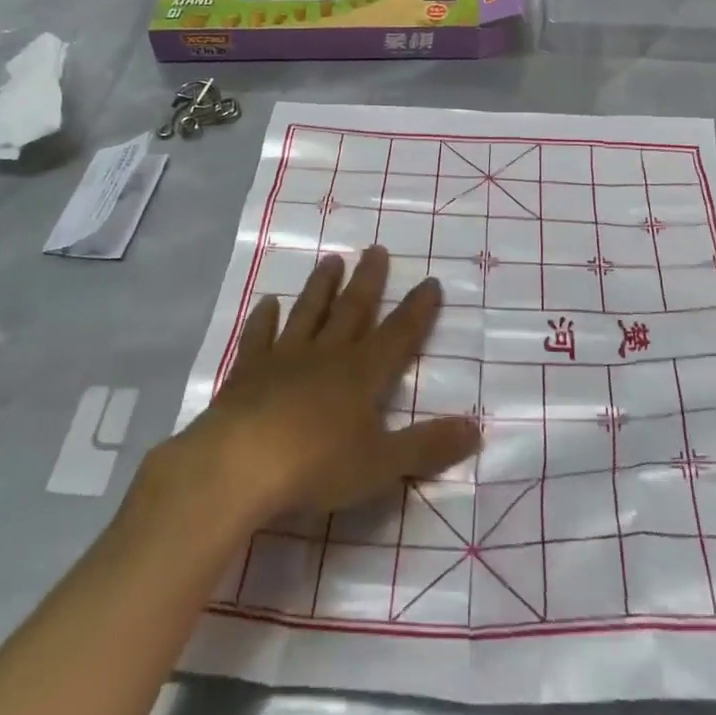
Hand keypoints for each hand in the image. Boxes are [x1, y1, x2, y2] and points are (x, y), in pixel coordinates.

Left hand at [165, 248, 480, 525]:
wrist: (239, 465)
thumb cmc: (316, 465)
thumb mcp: (382, 465)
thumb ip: (427, 447)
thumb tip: (477, 429)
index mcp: (361, 374)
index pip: (398, 335)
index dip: (417, 310)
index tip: (430, 281)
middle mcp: (326, 355)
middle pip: (352, 310)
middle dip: (368, 281)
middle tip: (375, 249)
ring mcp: (283, 358)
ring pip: (308, 313)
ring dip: (322, 287)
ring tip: (331, 260)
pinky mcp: (247, 372)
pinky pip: (258, 336)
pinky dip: (264, 318)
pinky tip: (268, 302)